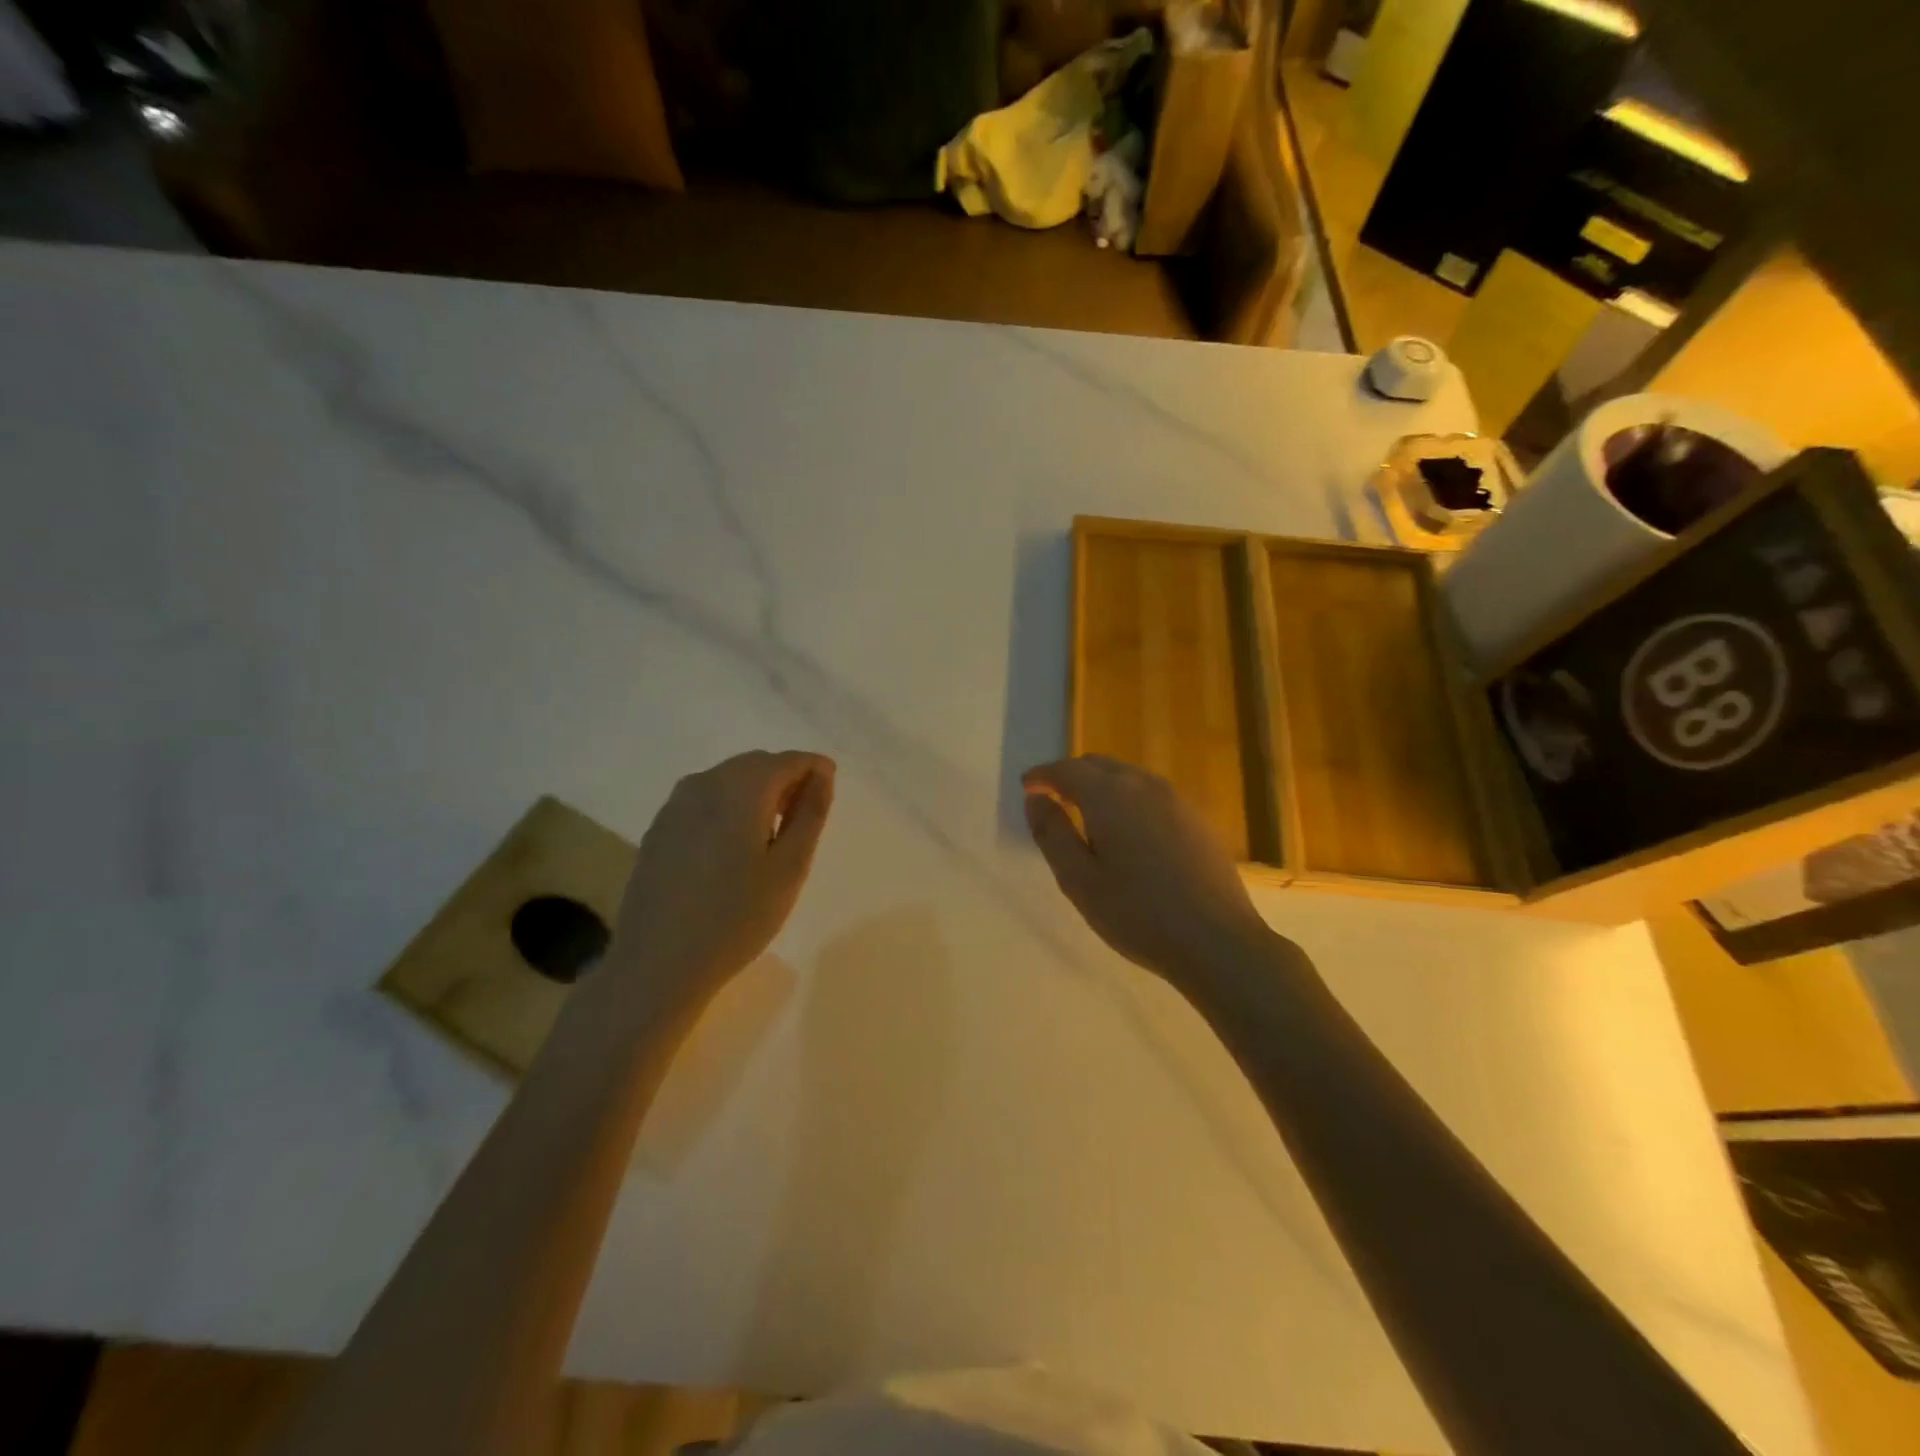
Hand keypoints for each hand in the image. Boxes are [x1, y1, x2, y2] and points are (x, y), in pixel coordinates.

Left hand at [610, 749, 834, 1008]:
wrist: (657, 963)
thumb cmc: (736, 917)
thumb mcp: (789, 868)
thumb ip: (810, 813)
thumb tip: (822, 774)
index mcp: (740, 789)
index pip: (788, 760)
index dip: (814, 769)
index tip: (830, 789)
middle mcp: (704, 783)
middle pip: (756, 765)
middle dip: (786, 779)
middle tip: (805, 816)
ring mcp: (676, 805)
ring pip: (729, 780)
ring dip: (757, 793)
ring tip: (773, 834)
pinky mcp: (660, 827)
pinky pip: (705, 799)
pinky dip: (729, 807)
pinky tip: (734, 847)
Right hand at [1024, 755, 1278, 987]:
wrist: (1217, 941)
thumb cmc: (1137, 913)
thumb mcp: (1078, 879)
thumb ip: (1052, 833)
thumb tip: (1035, 798)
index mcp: (1109, 796)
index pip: (1067, 770)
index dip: (1043, 775)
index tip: (1027, 786)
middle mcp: (1143, 786)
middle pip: (1099, 765)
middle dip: (1071, 776)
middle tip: (1052, 798)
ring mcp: (1175, 801)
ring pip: (1128, 777)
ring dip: (1101, 785)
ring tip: (1087, 814)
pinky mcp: (1196, 820)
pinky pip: (1151, 795)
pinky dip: (1128, 800)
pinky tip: (1128, 832)